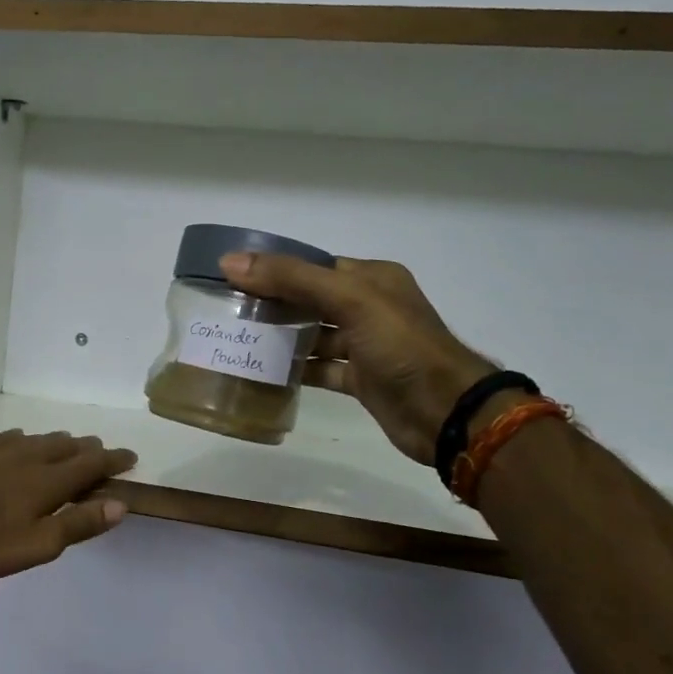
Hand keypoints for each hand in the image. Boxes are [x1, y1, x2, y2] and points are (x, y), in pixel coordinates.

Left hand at [0, 429, 136, 579]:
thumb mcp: (38, 544)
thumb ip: (79, 523)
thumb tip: (120, 505)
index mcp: (50, 481)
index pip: (91, 465)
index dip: (113, 460)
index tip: (130, 456)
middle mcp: (29, 459)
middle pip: (66, 447)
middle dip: (87, 448)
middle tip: (100, 449)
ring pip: (38, 439)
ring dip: (58, 441)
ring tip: (68, 442)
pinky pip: (7, 437)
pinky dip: (23, 438)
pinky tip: (18, 438)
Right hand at [220, 252, 492, 466]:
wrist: (444, 412)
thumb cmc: (401, 346)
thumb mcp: (349, 300)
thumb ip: (292, 279)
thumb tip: (231, 262)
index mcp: (372, 278)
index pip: (313, 265)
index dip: (274, 269)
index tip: (232, 277)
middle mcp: (368, 307)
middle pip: (310, 300)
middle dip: (273, 304)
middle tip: (228, 310)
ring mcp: (365, 345)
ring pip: (314, 336)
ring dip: (281, 338)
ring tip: (239, 340)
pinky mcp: (360, 379)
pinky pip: (320, 369)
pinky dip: (296, 370)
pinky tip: (264, 373)